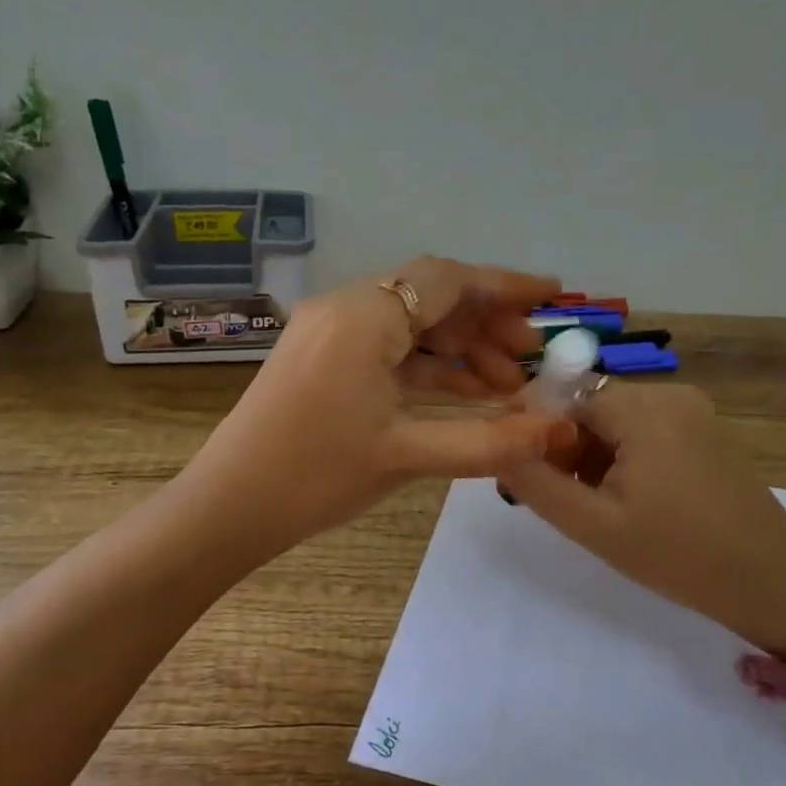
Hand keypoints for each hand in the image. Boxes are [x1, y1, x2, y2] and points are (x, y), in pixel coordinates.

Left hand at [181, 258, 574, 554]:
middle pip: (430, 296)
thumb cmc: (315, 475)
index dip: (507, 285)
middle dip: (486, 323)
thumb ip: (489, 440)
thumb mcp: (406, 456)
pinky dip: (425, 364)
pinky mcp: (320, 356)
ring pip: (408, 322)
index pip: (448, 280)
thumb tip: (558, 430)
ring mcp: (327, 331)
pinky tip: (461, 391)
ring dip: (458, 347)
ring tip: (505, 385)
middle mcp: (344, 308)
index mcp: (363, 316)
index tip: (554, 296)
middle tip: (531, 359)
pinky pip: (385, 346)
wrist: (227, 505)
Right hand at [497, 383, 785, 652]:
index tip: (515, 465)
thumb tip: (496, 447)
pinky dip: (623, 454)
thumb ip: (536, 483)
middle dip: (562, 444)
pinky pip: (646, 429)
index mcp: (644, 408)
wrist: (772, 584)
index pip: (564, 394)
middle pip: (591, 405)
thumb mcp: (594, 525)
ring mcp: (694, 411)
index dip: (531, 426)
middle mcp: (670, 395)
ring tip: (588, 503)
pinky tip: (624, 497)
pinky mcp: (707, 431)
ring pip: (617, 419)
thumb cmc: (678, 556)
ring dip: (591, 452)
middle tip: (551, 494)